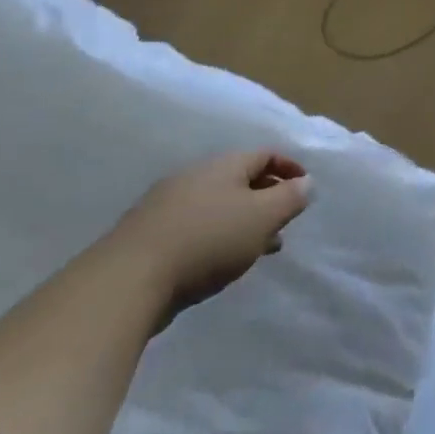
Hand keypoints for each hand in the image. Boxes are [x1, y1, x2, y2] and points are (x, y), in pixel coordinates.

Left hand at [116, 151, 313, 318]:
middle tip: (285, 221)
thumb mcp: (262, 217)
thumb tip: (306, 181)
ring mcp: (168, 204)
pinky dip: (218, 236)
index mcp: (224, 164)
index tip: (305, 188)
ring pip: (219, 205)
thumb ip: (290, 198)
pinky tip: (222, 261)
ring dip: (243, 221)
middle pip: (240, 179)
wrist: (128, 279)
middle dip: (267, 197)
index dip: (289, 167)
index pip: (265, 154)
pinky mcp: (150, 235)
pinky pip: (197, 226)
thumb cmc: (208, 240)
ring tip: (260, 247)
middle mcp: (195, 176)